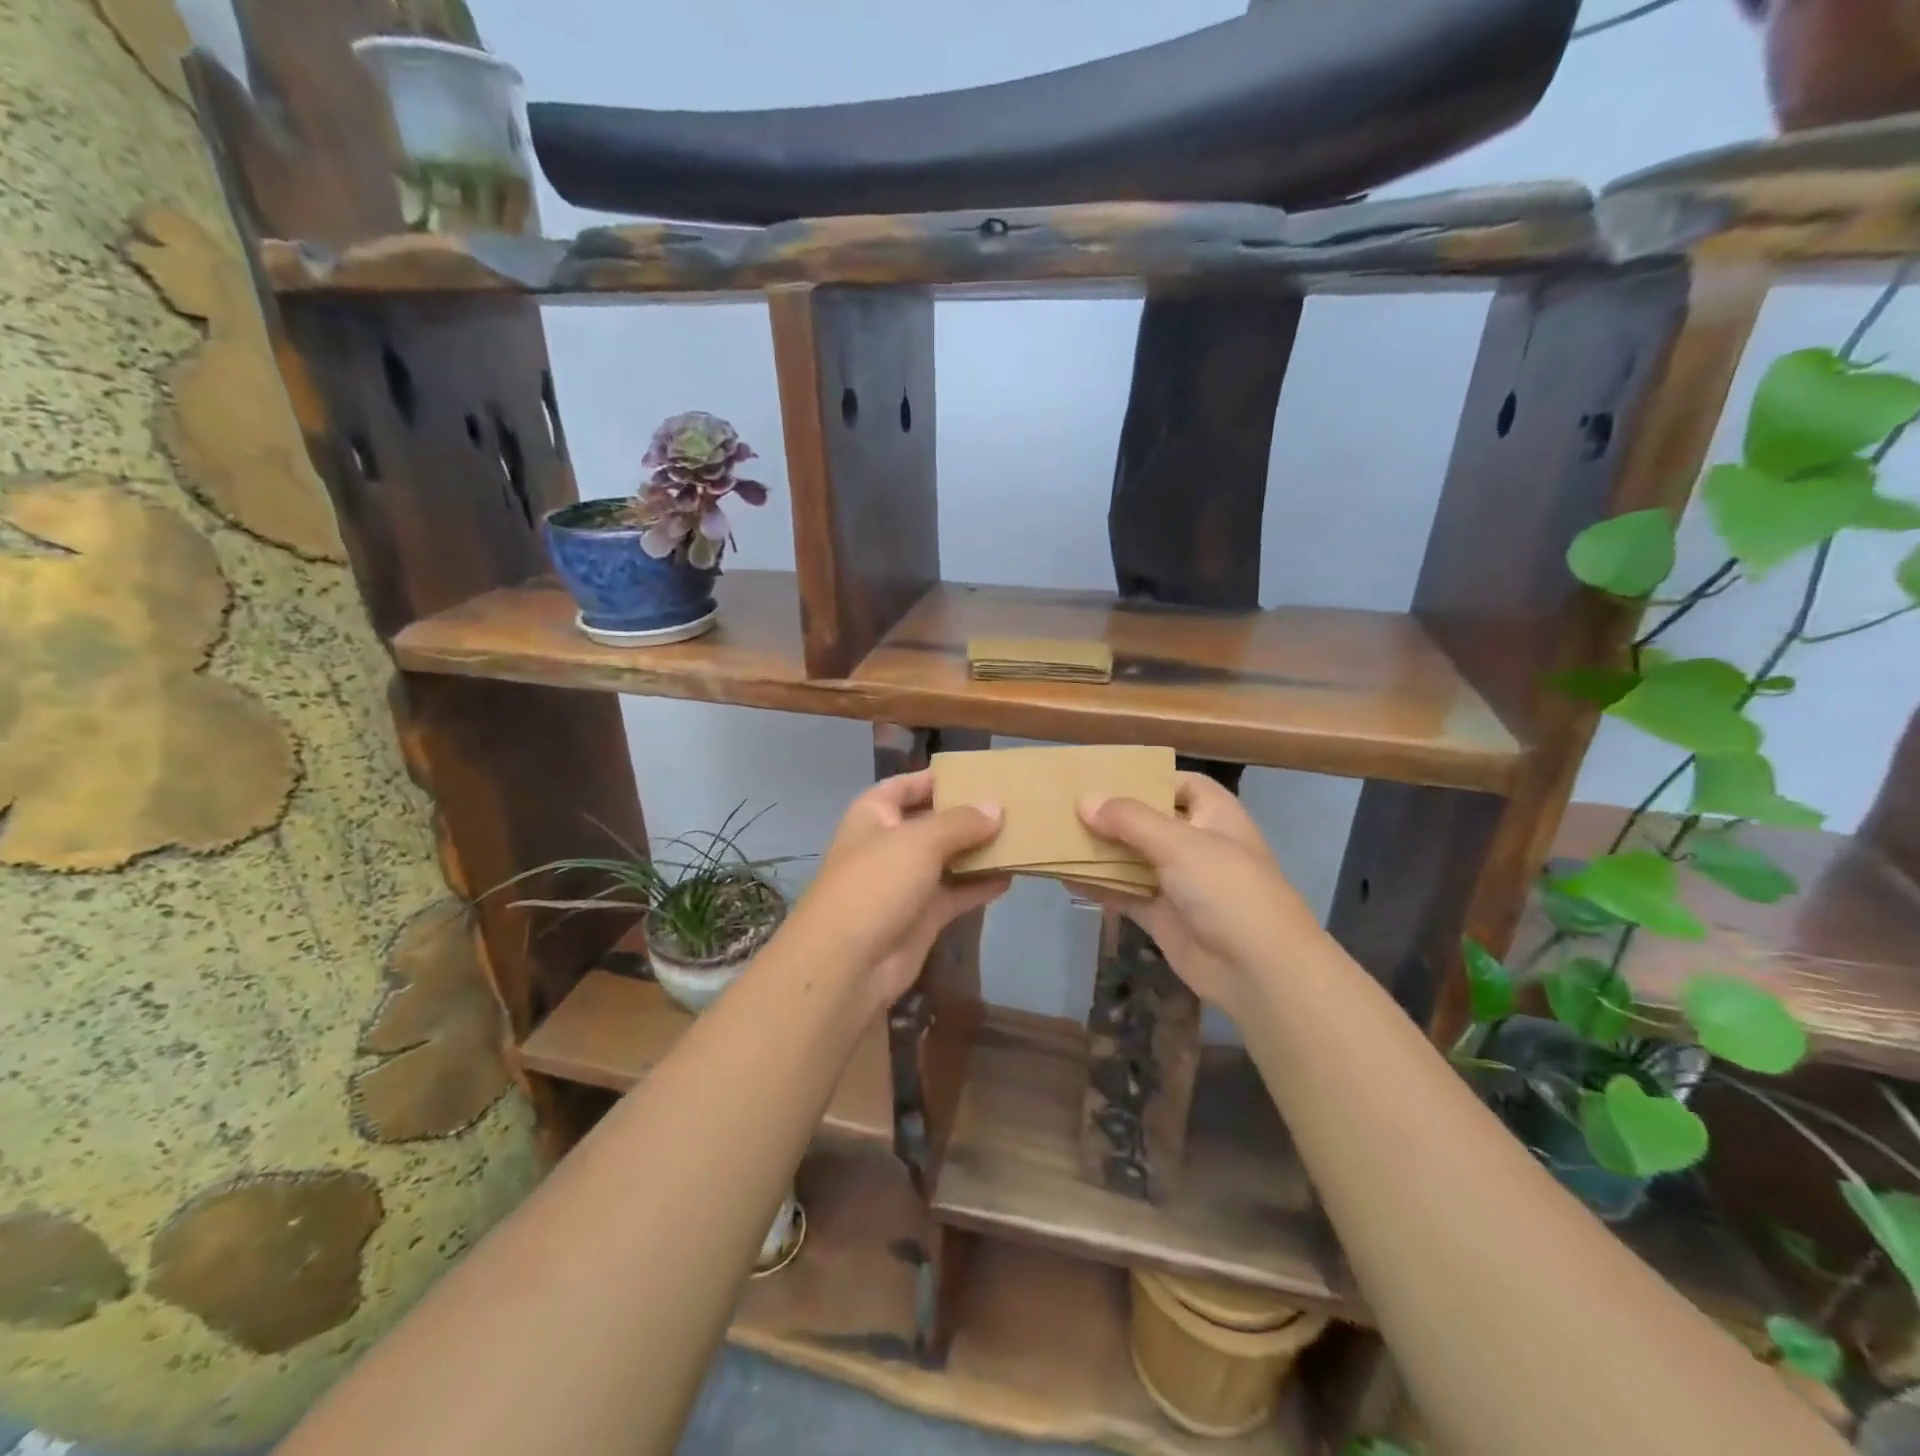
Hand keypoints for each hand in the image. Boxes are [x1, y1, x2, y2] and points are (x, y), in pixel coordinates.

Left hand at [786, 769, 1009, 1009]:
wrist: (848, 964)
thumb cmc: (877, 883)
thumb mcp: (920, 841)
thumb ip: (961, 822)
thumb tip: (996, 806)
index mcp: (874, 815)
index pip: (906, 785)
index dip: (937, 778)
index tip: (979, 773)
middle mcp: (889, 844)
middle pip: (933, 821)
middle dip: (968, 815)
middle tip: (1014, 804)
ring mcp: (906, 882)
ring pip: (949, 858)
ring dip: (980, 850)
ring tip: (1022, 836)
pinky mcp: (923, 916)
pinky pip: (957, 893)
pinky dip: (981, 885)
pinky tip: (1012, 876)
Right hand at [1077, 773, 1319, 1019]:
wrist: (1259, 970)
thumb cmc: (1227, 889)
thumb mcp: (1178, 843)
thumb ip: (1129, 820)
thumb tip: (1084, 801)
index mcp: (1214, 815)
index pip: (1180, 783)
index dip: (1146, 778)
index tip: (1103, 776)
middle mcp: (1197, 844)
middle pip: (1149, 821)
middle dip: (1112, 815)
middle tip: (1065, 805)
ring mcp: (1180, 882)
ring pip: (1133, 858)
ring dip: (1101, 851)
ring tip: (1057, 837)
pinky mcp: (1163, 915)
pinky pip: (1126, 894)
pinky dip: (1100, 887)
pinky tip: (1066, 878)